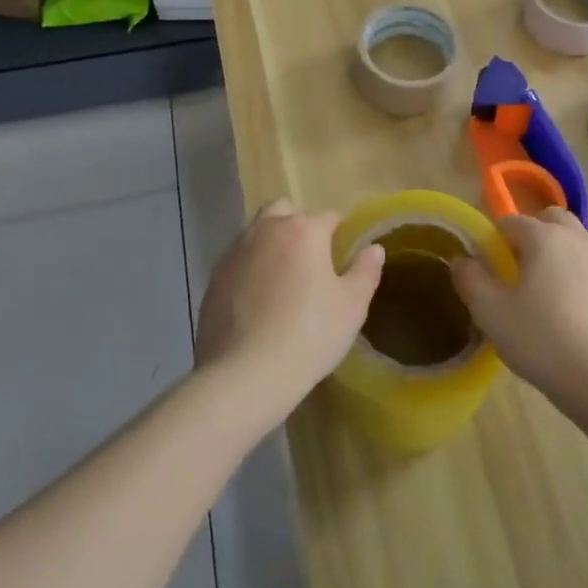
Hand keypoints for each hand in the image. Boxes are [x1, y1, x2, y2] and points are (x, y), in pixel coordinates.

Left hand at [195, 198, 384, 428]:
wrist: (244, 376)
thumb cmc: (308, 335)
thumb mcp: (352, 307)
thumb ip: (366, 271)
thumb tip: (373, 248)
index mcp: (304, 230)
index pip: (329, 217)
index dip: (340, 234)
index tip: (344, 257)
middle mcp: (267, 230)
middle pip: (286, 212)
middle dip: (299, 226)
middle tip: (310, 261)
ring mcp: (235, 252)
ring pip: (257, 232)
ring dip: (271, 244)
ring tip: (282, 280)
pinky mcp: (214, 278)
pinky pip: (238, 261)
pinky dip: (250, 269)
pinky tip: (257, 301)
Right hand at [451, 208, 587, 410]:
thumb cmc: (540, 339)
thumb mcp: (490, 312)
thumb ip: (471, 279)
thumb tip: (461, 260)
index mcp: (544, 237)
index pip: (511, 221)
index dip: (496, 241)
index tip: (491, 270)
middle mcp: (576, 240)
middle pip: (551, 219)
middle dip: (533, 233)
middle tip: (520, 270)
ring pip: (576, 242)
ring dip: (559, 254)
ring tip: (547, 294)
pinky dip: (580, 278)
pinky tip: (573, 315)